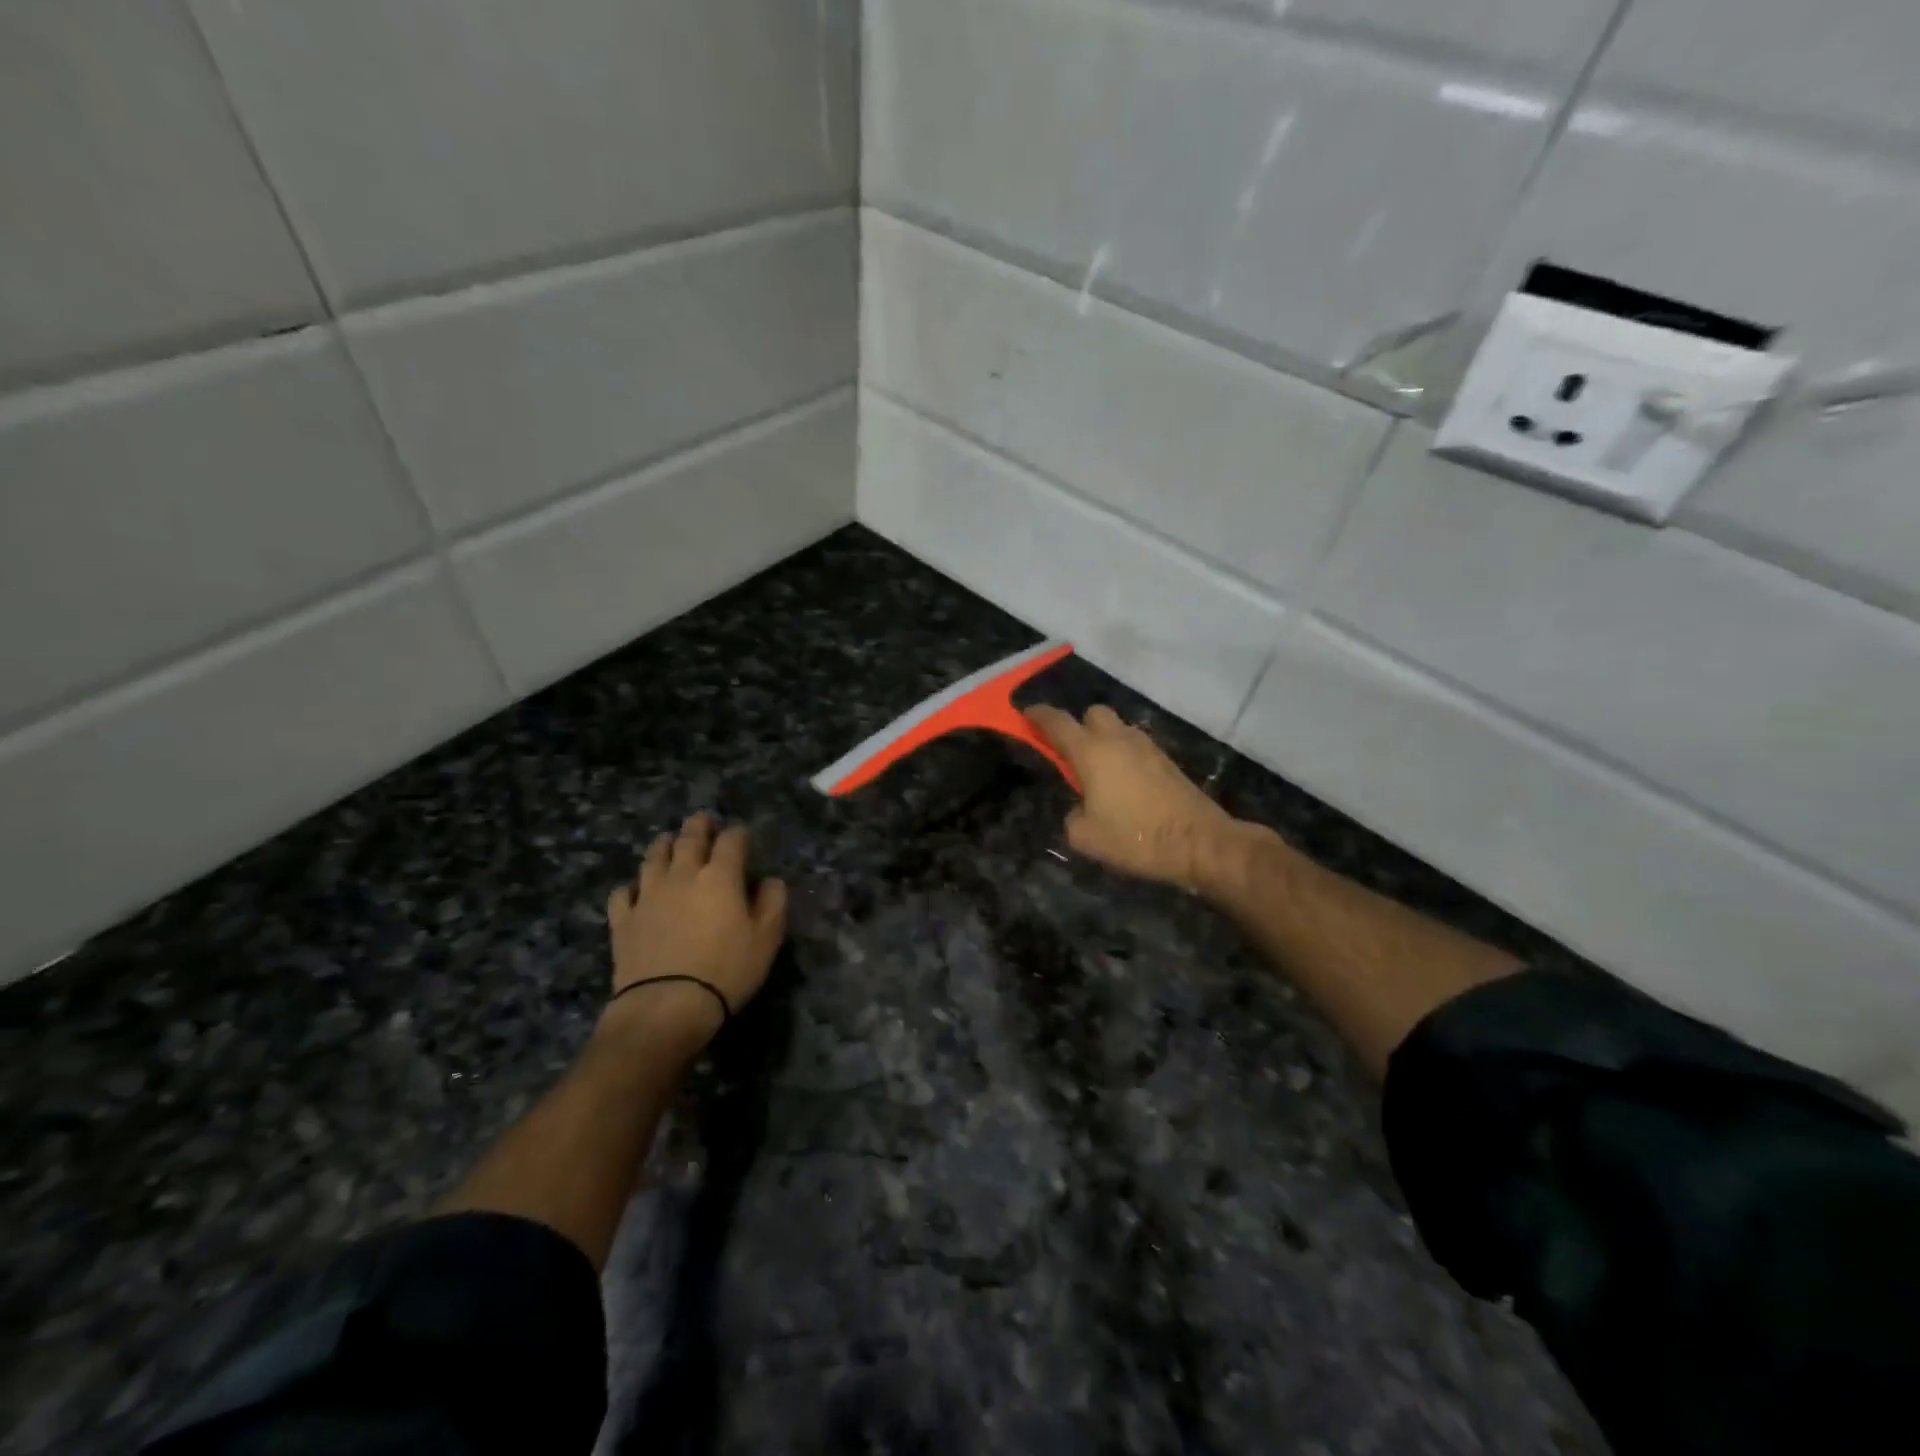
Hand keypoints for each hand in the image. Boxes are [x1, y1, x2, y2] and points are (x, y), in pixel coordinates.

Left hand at [602, 813, 787, 1049]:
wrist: (666, 1006)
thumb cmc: (725, 971)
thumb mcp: (767, 940)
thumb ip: (773, 903)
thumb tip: (770, 881)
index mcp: (720, 876)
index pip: (731, 840)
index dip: (739, 833)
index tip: (743, 835)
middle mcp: (682, 875)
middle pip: (689, 839)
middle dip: (699, 826)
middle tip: (703, 821)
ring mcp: (648, 895)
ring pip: (653, 858)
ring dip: (664, 845)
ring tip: (668, 842)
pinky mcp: (624, 920)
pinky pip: (623, 893)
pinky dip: (631, 887)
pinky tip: (636, 891)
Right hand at [1026, 704, 1248, 891]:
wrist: (1198, 842)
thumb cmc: (1135, 838)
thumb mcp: (1085, 837)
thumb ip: (1072, 816)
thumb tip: (1080, 808)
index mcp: (1091, 752)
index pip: (1057, 722)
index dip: (1038, 715)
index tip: (1026, 714)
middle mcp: (1117, 739)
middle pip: (1092, 714)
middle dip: (1078, 726)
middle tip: (1071, 754)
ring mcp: (1146, 747)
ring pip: (1117, 728)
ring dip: (1103, 740)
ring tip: (1099, 772)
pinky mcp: (1165, 760)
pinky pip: (1135, 745)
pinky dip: (1124, 754)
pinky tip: (1124, 783)